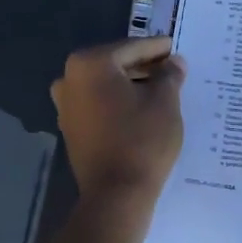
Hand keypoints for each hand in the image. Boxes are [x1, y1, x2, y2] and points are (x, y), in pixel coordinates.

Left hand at [51, 38, 186, 242]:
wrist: (116, 195)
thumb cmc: (142, 140)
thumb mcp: (165, 102)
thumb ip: (169, 75)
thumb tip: (174, 62)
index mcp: (90, 63)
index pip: (132, 48)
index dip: (157, 48)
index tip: (175, 47)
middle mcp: (70, 77)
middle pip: (116, 64)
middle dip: (144, 66)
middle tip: (173, 68)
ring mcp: (66, 104)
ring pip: (106, 85)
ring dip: (132, 84)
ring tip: (163, 89)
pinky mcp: (70, 127)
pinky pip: (99, 104)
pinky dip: (119, 102)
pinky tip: (142, 108)